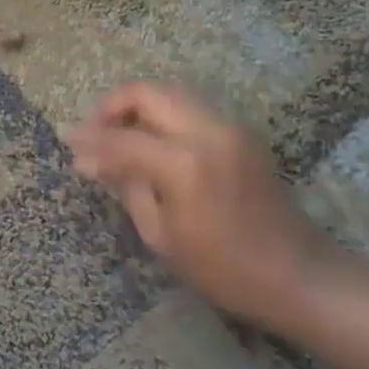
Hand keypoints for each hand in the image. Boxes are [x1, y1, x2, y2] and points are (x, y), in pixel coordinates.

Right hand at [67, 83, 333, 330]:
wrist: (300, 275)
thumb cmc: (225, 269)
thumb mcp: (162, 236)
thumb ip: (128, 187)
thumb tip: (93, 161)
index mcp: (184, 163)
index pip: (122, 137)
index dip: (89, 138)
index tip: (67, 141)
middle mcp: (208, 131)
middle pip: (148, 92)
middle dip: (113, 106)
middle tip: (94, 133)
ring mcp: (229, 128)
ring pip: (171, 94)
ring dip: (139, 108)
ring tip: (119, 138)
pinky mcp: (241, 134)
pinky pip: (191, 109)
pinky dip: (163, 116)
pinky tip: (151, 144)